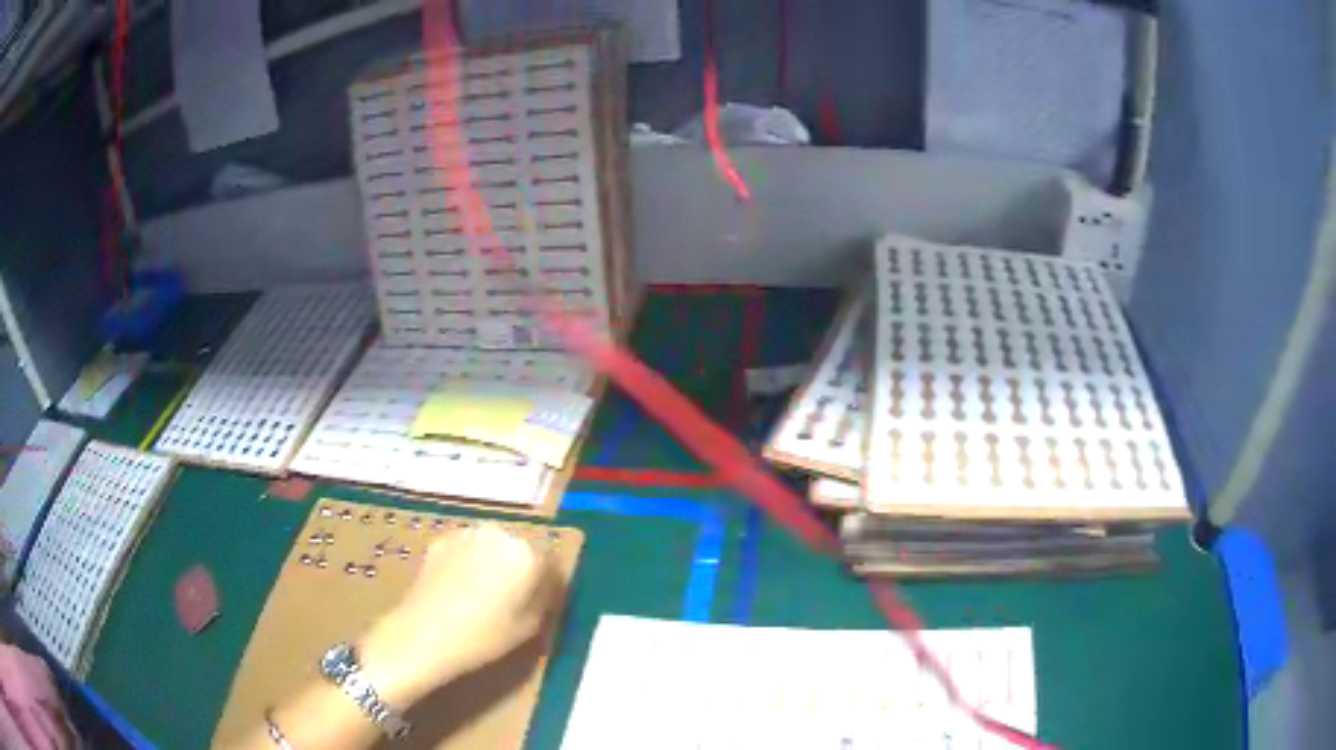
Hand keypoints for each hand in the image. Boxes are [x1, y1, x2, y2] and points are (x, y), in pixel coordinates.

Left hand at [359, 525, 558, 705]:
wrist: (422, 633)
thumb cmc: (483, 637)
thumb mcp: (529, 628)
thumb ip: (546, 600)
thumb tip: (549, 588)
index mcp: (527, 554)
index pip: (552, 564)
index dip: (549, 586)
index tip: (544, 605)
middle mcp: (500, 534)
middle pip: (522, 550)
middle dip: (521, 570)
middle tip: (513, 601)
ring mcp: (467, 533)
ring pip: (493, 547)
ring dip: (494, 564)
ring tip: (484, 596)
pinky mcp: (441, 539)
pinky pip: (467, 549)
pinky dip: (469, 563)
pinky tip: (460, 590)